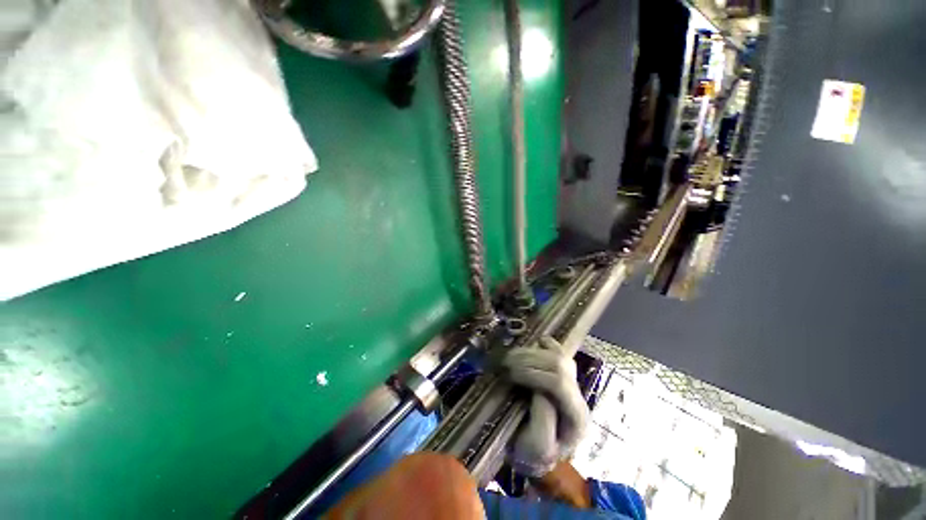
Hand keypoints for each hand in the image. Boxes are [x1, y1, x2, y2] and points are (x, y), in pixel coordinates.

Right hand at [502, 337, 588, 476]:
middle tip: (506, 361)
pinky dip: (547, 344)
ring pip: (559, 355)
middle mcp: (579, 397)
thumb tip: (539, 390)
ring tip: (511, 355)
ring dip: (532, 351)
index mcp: (576, 418)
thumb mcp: (534, 449)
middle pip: (559, 365)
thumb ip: (542, 423)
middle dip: (529, 359)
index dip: (532, 374)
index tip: (509, 373)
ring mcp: (573, 384)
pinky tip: (535, 342)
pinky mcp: (563, 375)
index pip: (558, 384)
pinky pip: (560, 352)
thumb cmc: (532, 454)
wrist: (535, 453)